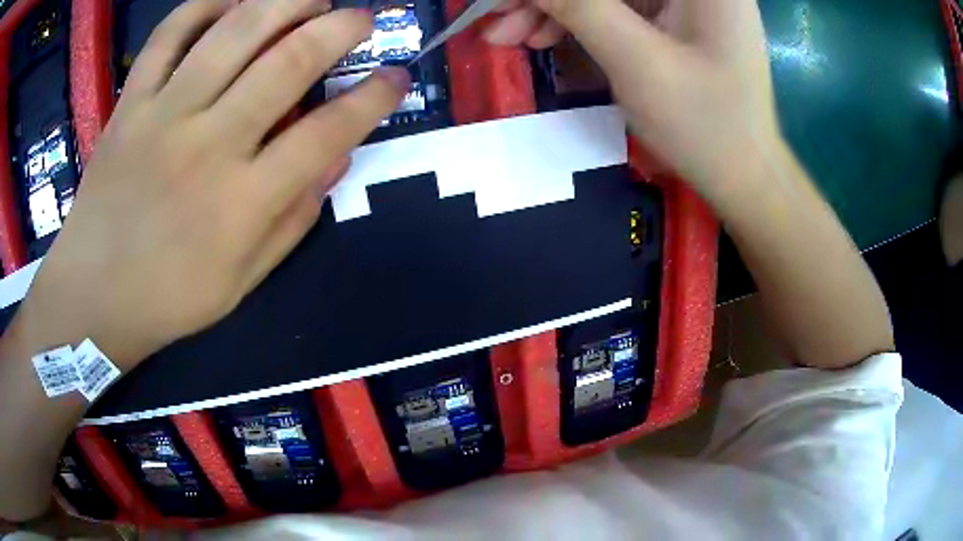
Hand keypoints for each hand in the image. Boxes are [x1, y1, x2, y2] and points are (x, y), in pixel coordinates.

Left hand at [17, 0, 409, 368]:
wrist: (92, 297)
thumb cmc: (168, 299)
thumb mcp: (242, 282)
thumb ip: (292, 220)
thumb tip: (336, 159)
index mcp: (243, 202)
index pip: (328, 131)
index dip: (374, 97)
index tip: (396, 76)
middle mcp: (208, 145)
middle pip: (289, 62)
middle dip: (341, 29)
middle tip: (363, 18)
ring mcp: (163, 116)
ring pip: (234, 32)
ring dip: (286, 1)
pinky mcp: (129, 105)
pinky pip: (169, 35)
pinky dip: (204, 6)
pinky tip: (231, 3)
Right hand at [486, 0, 780, 205]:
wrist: (745, 176)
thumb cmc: (705, 126)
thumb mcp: (636, 61)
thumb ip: (579, 6)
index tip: (502, 2)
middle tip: (497, 20)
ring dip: (557, 8)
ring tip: (511, 37)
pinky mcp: (677, 17)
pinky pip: (619, 7)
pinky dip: (581, 19)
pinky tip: (546, 37)